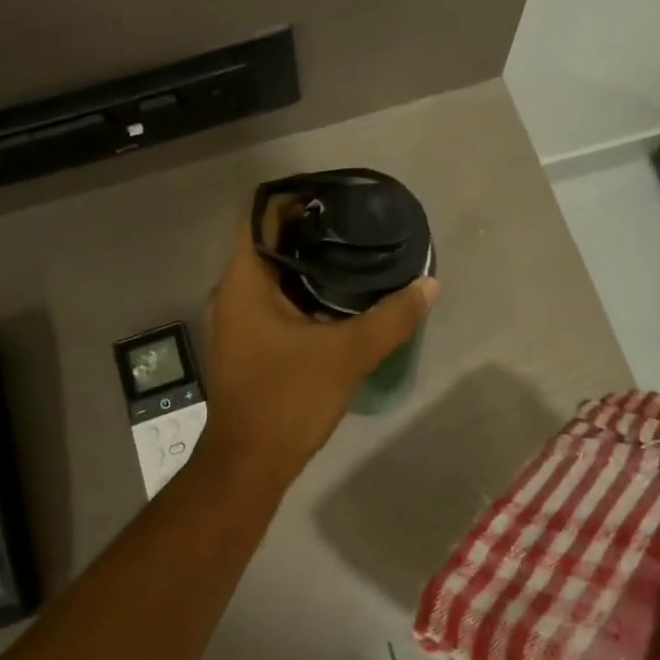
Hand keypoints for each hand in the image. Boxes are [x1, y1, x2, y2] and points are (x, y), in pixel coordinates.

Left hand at [196, 211, 435, 492]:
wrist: (248, 463)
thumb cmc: (287, 399)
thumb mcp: (346, 355)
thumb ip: (390, 318)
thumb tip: (428, 285)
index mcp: (244, 281)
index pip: (258, 215)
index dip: (292, 197)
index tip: (332, 196)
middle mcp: (231, 291)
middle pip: (265, 241)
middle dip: (306, 227)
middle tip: (352, 222)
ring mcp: (235, 318)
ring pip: (268, 272)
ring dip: (303, 260)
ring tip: (349, 252)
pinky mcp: (244, 341)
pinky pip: (269, 297)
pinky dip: (298, 288)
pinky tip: (333, 297)